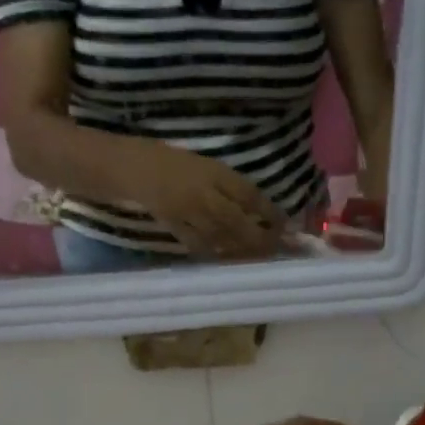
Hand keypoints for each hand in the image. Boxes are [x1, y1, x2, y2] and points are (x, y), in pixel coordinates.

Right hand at [133, 144, 286, 258]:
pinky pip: (200, 246)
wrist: (137, 169)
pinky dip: (217, 255)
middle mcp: (204, 195)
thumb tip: (264, 211)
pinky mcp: (175, 228)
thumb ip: (234, 187)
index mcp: (215, 174)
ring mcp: (188, 214)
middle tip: (279, 248)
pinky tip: (230, 261)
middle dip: (261, 238)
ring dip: (244, 250)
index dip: (270, 212)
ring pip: (222, 238)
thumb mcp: (211, 166)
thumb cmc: (178, 163)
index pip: (249, 195)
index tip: (287, 224)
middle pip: (238, 222)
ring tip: (261, 257)